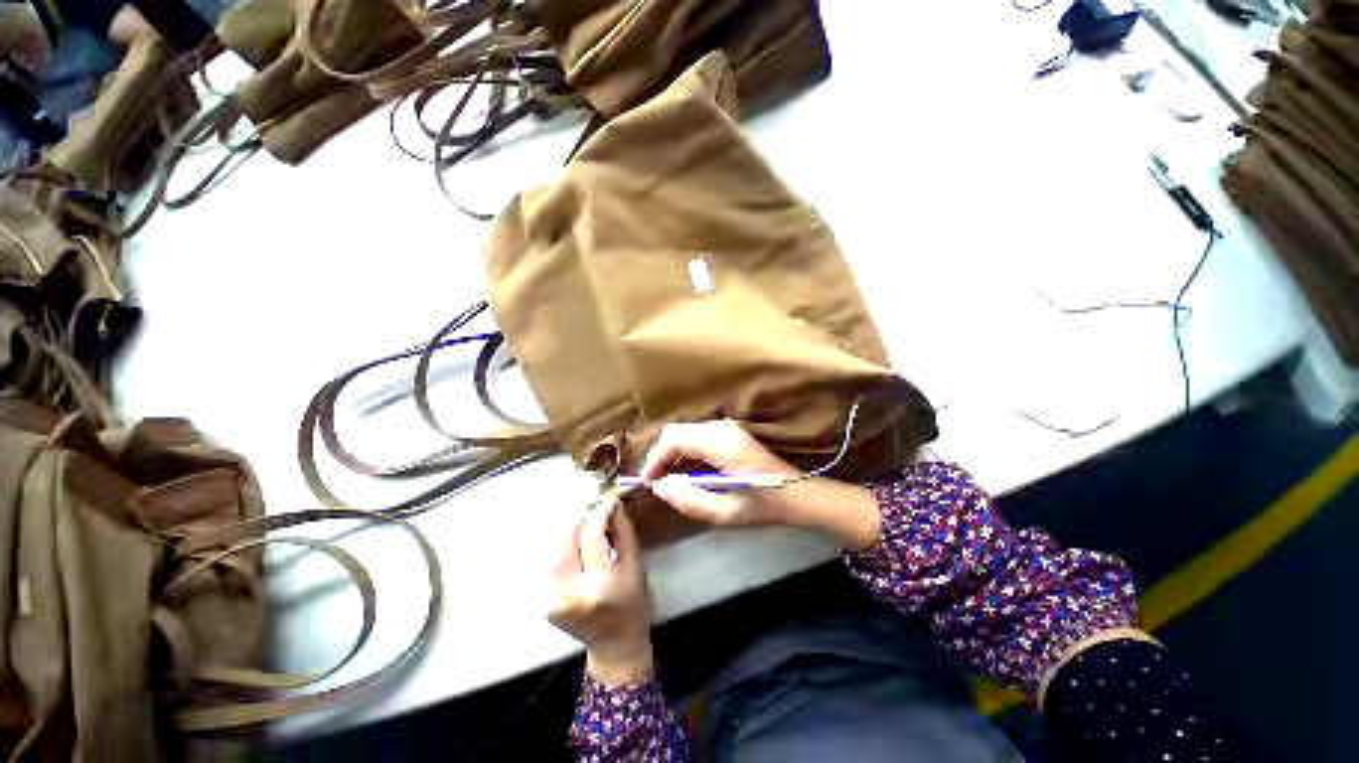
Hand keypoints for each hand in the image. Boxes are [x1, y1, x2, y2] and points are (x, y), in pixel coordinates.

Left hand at [548, 497, 653, 685]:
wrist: (615, 645)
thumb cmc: (633, 603)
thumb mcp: (635, 565)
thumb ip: (623, 531)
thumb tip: (612, 504)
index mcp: (599, 585)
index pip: (592, 536)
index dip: (599, 513)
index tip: (608, 501)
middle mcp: (570, 593)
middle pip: (565, 539)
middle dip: (580, 519)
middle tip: (595, 510)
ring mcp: (553, 599)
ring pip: (554, 549)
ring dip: (569, 531)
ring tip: (586, 524)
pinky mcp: (545, 601)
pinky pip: (551, 562)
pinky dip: (563, 547)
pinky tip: (576, 543)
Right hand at [640, 420, 882, 549]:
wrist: (796, 495)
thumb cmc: (762, 505)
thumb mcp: (723, 512)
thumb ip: (687, 499)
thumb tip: (659, 486)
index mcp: (720, 442)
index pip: (674, 438)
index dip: (655, 459)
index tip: (648, 483)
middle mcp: (720, 427)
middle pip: (677, 432)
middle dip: (661, 457)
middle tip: (657, 484)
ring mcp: (726, 428)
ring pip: (685, 434)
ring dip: (673, 456)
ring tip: (670, 483)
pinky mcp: (729, 434)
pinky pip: (697, 439)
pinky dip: (686, 455)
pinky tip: (689, 476)